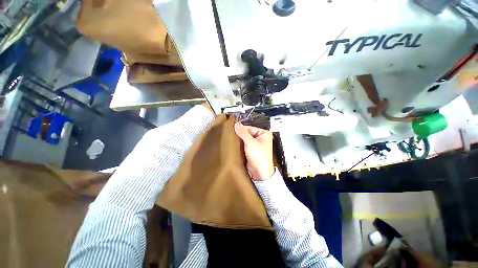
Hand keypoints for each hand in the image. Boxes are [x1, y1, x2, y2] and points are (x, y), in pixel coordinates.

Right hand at [234, 123, 274, 180]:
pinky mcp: (251, 149)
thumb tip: (237, 125)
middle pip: (247, 133)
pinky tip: (236, 146)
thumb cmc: (261, 159)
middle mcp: (260, 138)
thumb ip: (243, 133)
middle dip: (240, 135)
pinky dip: (240, 145)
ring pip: (245, 139)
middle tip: (233, 136)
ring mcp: (255, 144)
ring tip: (234, 142)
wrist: (259, 173)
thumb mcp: (251, 143)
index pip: (250, 127)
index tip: (234, 130)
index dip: (241, 129)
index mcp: (264, 133)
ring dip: (239, 140)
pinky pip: (244, 144)